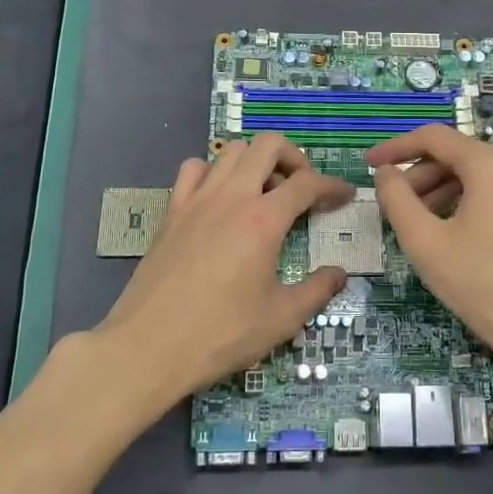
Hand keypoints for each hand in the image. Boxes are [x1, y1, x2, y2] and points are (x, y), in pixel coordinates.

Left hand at [93, 134, 352, 405]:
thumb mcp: (281, 319)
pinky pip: (194, 169)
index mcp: (263, 220)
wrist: (148, 347)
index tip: (344, 196)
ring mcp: (197, 200)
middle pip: (268, 146)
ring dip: (255, 161)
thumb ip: (317, 290)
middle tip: (302, 187)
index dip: (331, 185)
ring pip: (231, 151)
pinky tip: (220, 198)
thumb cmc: (221, 334)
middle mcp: (231, 197)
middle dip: (294, 157)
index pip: (307, 183)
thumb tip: (339, 273)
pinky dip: (214, 172)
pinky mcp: (172, 211)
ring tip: (264, 192)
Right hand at [367, 125, 492, 374]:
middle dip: (418, 176)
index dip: (396, 147)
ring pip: (474, 176)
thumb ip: (397, 199)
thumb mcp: (426, 243)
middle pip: (455, 156)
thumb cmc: (482, 285)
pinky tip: (448, 234)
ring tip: (416, 225)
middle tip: (392, 207)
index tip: (369, 164)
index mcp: (490, 164)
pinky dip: (463, 202)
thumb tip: (386, 173)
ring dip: (439, 191)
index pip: (434, 137)